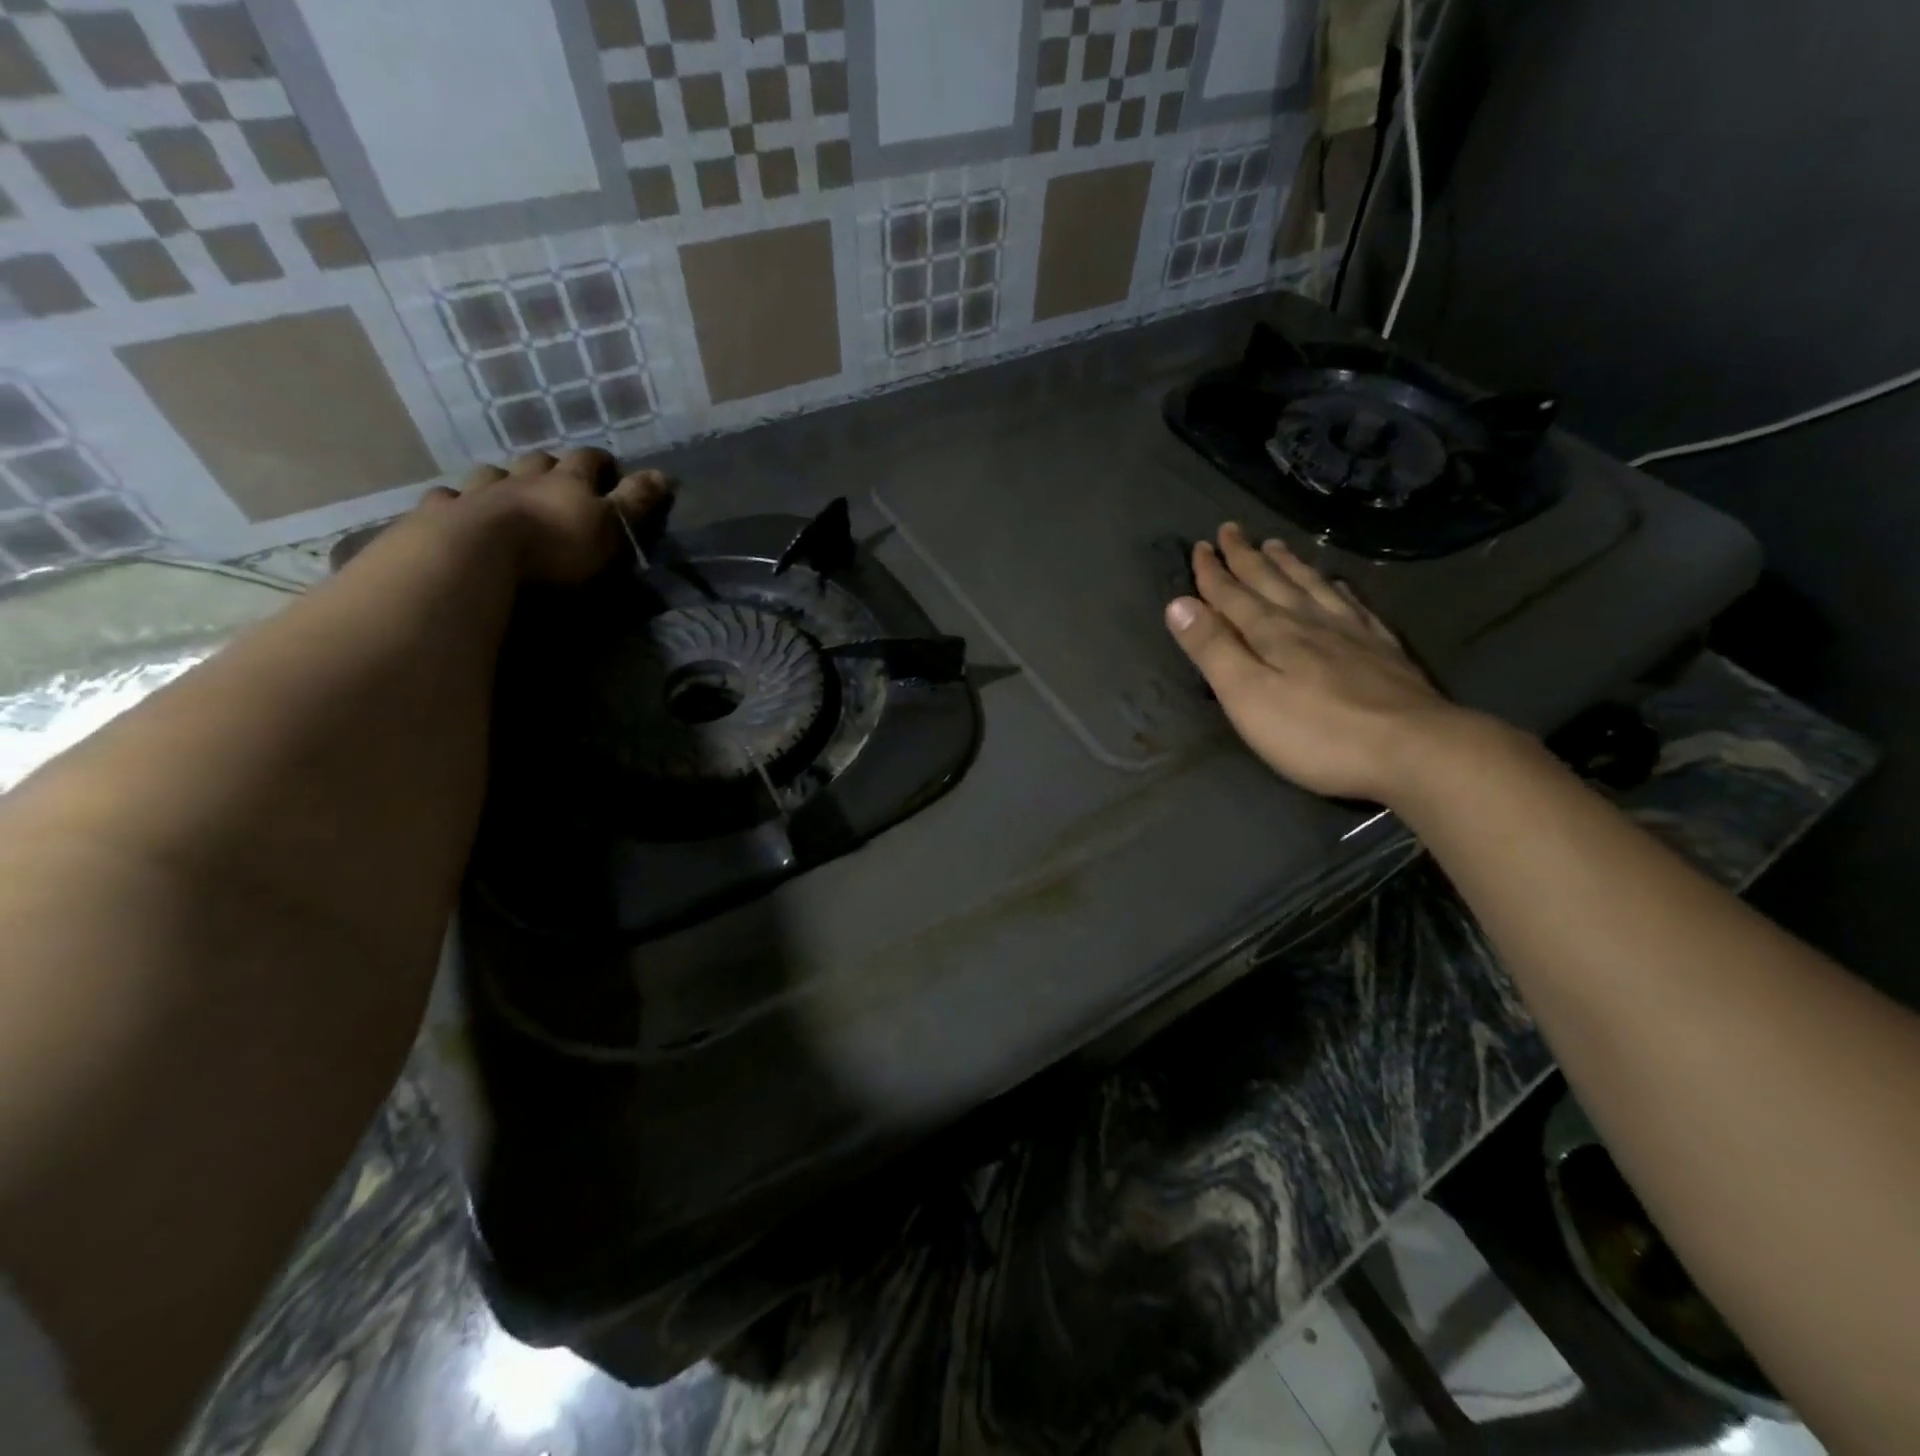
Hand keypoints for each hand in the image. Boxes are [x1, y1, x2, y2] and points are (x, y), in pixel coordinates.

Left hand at [417, 448, 671, 584]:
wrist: (477, 556)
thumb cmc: (556, 545)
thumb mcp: (611, 526)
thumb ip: (636, 502)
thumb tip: (666, 473)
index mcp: (566, 481)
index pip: (588, 460)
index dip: (601, 463)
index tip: (611, 470)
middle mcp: (521, 477)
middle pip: (537, 462)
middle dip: (550, 467)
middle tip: (557, 481)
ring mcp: (478, 492)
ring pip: (491, 475)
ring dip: (501, 480)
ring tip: (506, 493)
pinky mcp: (442, 513)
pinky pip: (447, 498)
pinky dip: (455, 501)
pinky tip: (456, 509)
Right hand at [1164, 523, 1477, 803]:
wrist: (1413, 749)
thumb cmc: (1316, 732)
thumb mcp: (1248, 696)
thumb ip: (1213, 649)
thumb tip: (1177, 603)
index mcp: (1272, 633)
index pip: (1233, 595)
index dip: (1212, 573)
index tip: (1199, 546)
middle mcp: (1309, 622)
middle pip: (1271, 582)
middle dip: (1246, 557)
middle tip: (1230, 529)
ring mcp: (1350, 633)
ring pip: (1310, 587)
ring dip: (1287, 565)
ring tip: (1274, 544)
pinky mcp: (1382, 650)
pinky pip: (1351, 605)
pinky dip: (1335, 588)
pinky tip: (1335, 583)